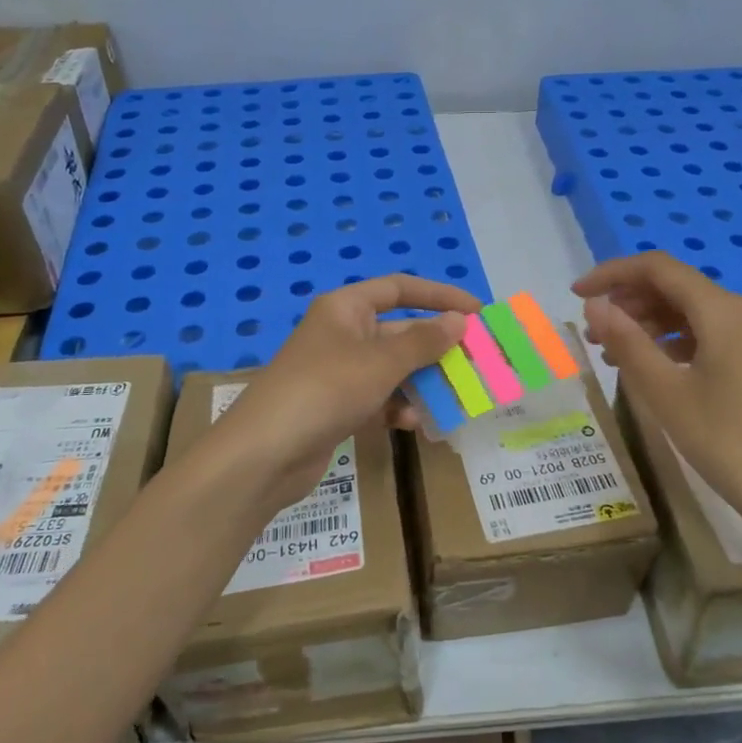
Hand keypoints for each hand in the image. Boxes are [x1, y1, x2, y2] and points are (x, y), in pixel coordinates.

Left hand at [210, 274, 477, 513]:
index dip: (440, 296)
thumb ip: (424, 341)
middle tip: (476, 362)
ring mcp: (338, 372)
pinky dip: (398, 408)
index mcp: (346, 308)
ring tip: (457, 398)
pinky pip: (378, 399)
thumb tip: (460, 320)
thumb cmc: (326, 389)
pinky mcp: (335, 407)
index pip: (399, 288)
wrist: (265, 453)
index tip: (477, 311)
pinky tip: (416, 425)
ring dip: (422, 382)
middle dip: (436, 348)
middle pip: (399, 332)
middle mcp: (342, 334)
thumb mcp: (381, 362)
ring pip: (392, 369)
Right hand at [574, 252, 741, 546]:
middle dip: (627, 299)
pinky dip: (669, 343)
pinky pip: (703, 336)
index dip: (612, 274)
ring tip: (610, 351)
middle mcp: (737, 313)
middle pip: (673, 286)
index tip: (575, 294)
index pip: (656, 268)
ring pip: (688, 312)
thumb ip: (627, 341)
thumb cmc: (727, 440)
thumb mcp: (665, 391)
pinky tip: (649, 368)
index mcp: (718, 310)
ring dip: (645, 322)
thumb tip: (594, 304)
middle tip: (590, 329)